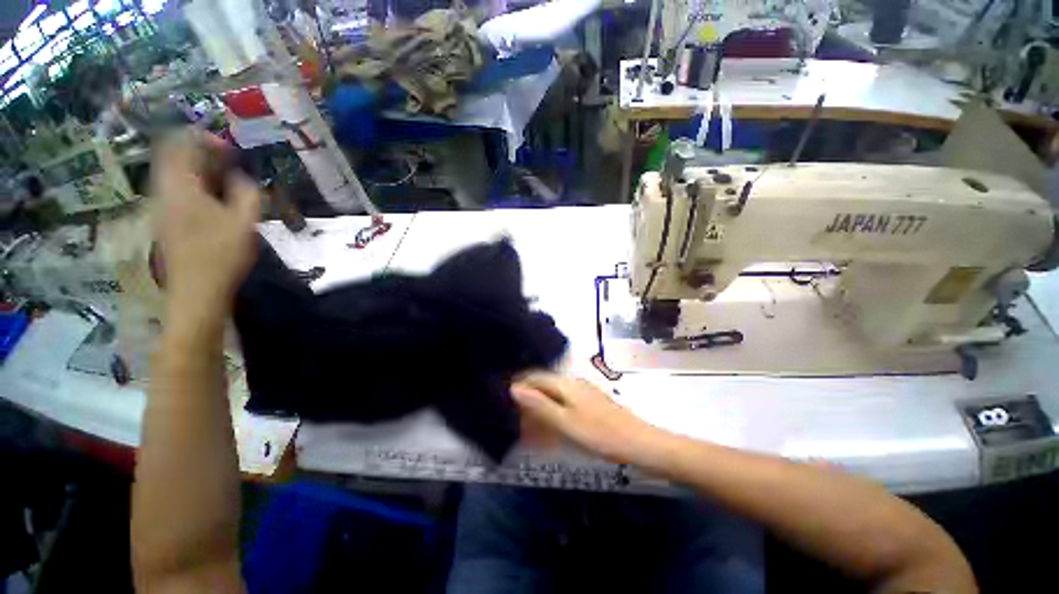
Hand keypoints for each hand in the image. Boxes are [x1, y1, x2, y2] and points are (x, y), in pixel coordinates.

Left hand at [153, 130, 260, 313]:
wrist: (197, 291)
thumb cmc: (221, 256)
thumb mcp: (244, 223)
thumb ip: (246, 194)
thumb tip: (241, 177)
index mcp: (180, 187)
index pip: (180, 144)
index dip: (204, 138)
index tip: (230, 150)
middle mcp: (164, 191)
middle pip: (173, 156)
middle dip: (201, 153)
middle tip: (229, 163)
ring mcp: (161, 206)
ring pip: (174, 173)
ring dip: (198, 170)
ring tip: (225, 181)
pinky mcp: (166, 220)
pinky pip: (175, 189)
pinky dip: (194, 184)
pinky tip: (214, 199)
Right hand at [511, 372, 660, 464]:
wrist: (640, 444)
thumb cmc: (600, 434)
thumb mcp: (565, 423)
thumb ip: (539, 405)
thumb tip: (515, 388)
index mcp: (565, 384)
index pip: (535, 377)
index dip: (519, 386)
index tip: (505, 401)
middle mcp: (573, 384)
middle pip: (544, 387)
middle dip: (529, 402)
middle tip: (517, 423)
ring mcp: (583, 394)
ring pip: (554, 397)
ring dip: (541, 411)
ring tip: (530, 431)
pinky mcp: (590, 405)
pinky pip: (565, 406)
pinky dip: (554, 416)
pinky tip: (551, 431)